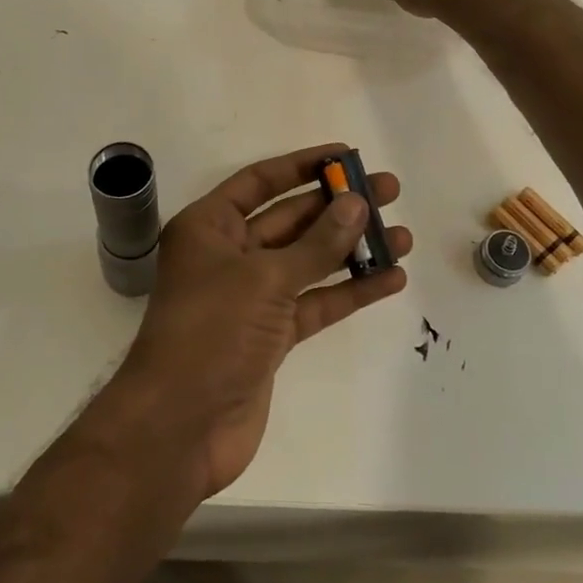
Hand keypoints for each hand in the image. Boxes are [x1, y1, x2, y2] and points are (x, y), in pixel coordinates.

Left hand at [117, 144, 410, 498]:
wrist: (180, 427)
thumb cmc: (211, 332)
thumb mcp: (264, 278)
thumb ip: (316, 243)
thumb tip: (357, 204)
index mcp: (209, 227)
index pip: (260, 182)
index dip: (303, 166)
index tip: (346, 156)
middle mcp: (228, 255)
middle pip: (290, 219)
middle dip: (338, 206)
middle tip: (389, 190)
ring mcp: (251, 297)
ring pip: (308, 262)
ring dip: (352, 249)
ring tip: (402, 234)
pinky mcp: (270, 336)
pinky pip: (314, 303)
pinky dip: (349, 291)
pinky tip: (390, 279)